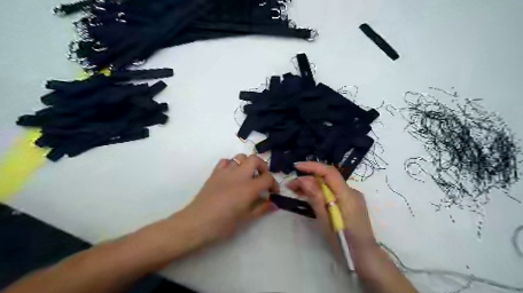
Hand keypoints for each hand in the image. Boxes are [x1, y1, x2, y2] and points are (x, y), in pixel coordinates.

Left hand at [173, 154, 279, 247]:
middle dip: (262, 166)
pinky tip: (232, 175)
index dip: (274, 184)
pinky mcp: (215, 173)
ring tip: (247, 175)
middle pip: (255, 159)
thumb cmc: (223, 224)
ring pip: (240, 157)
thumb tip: (274, 204)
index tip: (273, 192)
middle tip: (262, 178)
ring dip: (247, 163)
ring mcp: (226, 172)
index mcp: (249, 187)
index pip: (267, 178)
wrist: (197, 222)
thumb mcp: (246, 218)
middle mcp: (239, 175)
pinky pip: (225, 161)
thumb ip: (262, 208)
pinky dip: (232, 164)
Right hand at [288, 163, 377, 249]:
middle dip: (308, 178)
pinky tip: (308, 196)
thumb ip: (316, 198)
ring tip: (295, 190)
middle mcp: (351, 192)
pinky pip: (333, 193)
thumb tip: (303, 179)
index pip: (330, 172)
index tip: (296, 167)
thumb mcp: (326, 220)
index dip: (312, 167)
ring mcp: (351, 198)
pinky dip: (320, 192)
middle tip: (291, 185)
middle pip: (328, 178)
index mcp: (347, 195)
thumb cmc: (344, 241)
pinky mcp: (349, 204)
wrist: (364, 256)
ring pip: (329, 185)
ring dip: (312, 186)